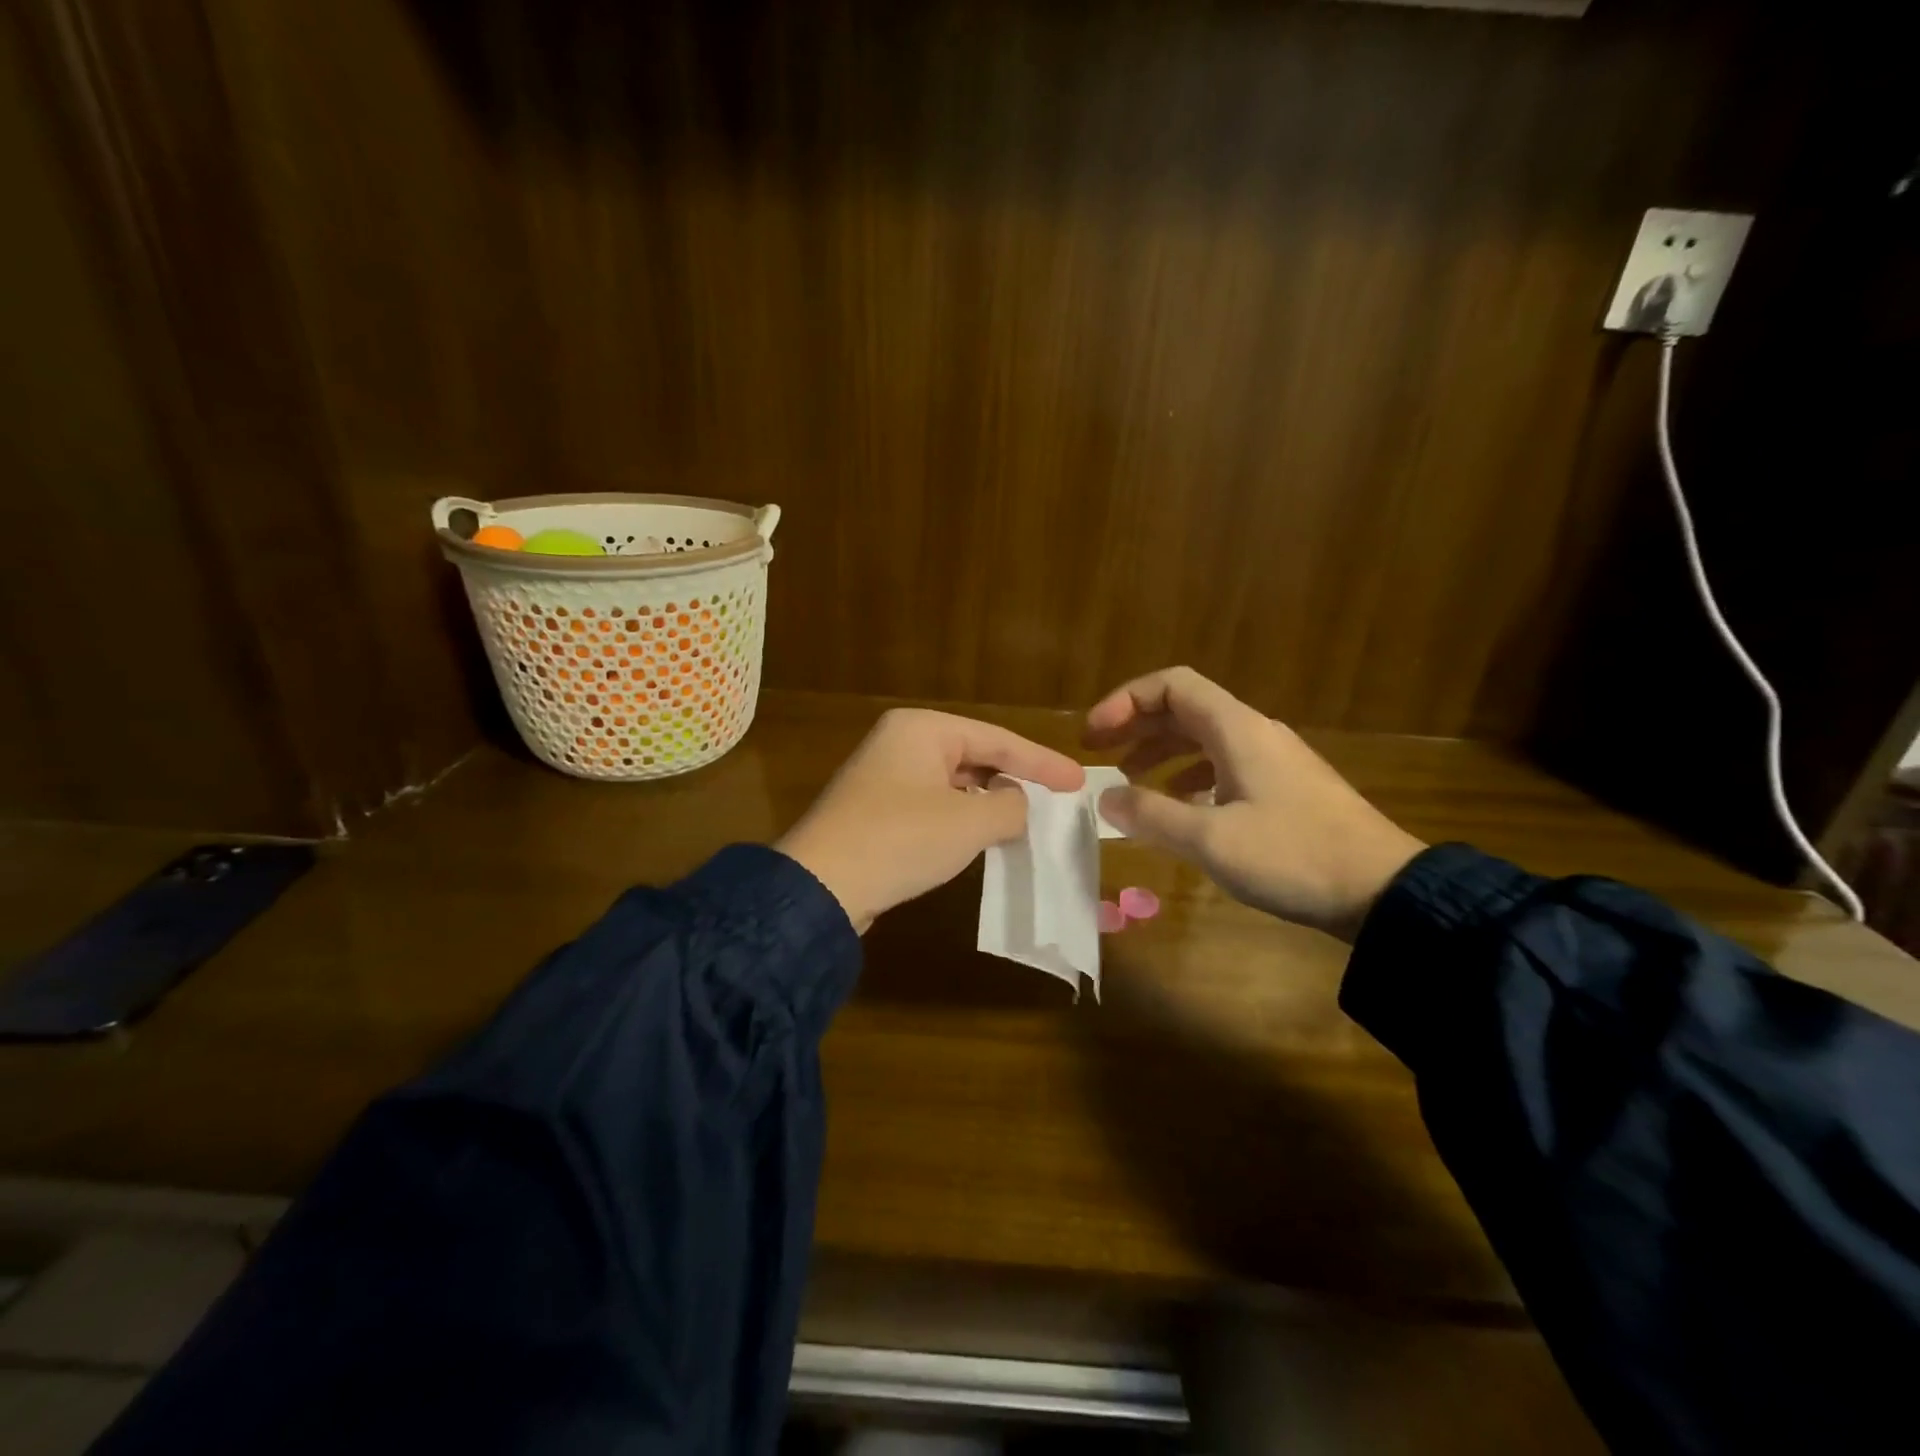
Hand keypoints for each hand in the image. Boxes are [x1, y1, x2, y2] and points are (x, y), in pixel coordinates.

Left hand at [777, 708, 1084, 932]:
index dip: (1042, 762)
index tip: (1078, 781)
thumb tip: (1014, 803)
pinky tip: (979, 836)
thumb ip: (1009, 806)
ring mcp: (884, 776)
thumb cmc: (902, 839)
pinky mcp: (876, 809)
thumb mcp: (970, 822)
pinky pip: (933, 803)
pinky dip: (961, 817)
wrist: (821, 886)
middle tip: (1055, 798)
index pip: (997, 739)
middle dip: (1014, 777)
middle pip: (974, 755)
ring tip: (1023, 819)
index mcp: (922, 729)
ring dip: (987, 800)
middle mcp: (901, 742)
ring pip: (953, 782)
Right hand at [1085, 667, 1424, 940]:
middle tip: (1098, 755)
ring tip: (1129, 781)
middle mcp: (1254, 733)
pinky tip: (1180, 808)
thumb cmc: (1294, 856)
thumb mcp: (1211, 840)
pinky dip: (1189, 777)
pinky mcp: (1286, 790)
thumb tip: (1106, 799)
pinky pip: (1224, 766)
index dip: (1125, 702)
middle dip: (1136, 726)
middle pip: (1184, 709)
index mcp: (1236, 730)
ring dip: (1160, 753)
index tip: (1093, 737)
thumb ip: (1152, 815)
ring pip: (1204, 739)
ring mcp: (1274, 761)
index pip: (1172, 686)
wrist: (1384, 891)